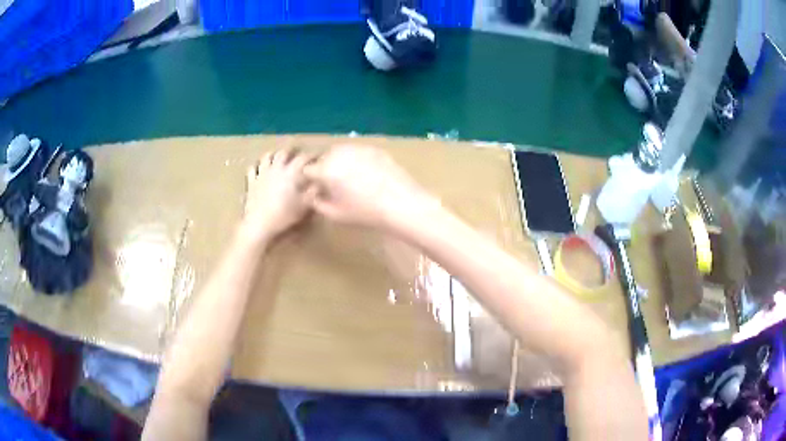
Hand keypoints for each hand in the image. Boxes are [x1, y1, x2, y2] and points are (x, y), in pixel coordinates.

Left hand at [239, 148, 314, 241]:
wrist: (259, 223)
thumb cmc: (284, 214)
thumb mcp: (305, 205)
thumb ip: (313, 191)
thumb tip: (319, 182)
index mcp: (291, 172)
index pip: (304, 158)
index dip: (312, 155)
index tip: (318, 157)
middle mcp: (276, 168)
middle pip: (284, 153)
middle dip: (292, 151)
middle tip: (297, 153)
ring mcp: (262, 174)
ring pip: (267, 157)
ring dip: (273, 155)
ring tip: (277, 157)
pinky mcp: (251, 182)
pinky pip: (252, 169)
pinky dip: (257, 166)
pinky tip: (259, 169)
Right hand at [303, 145, 435, 228]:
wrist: (401, 203)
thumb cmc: (365, 213)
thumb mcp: (334, 214)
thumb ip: (316, 202)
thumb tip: (313, 193)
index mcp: (325, 169)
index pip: (307, 169)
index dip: (309, 179)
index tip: (315, 188)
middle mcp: (339, 153)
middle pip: (323, 157)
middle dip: (324, 168)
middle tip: (332, 184)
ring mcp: (358, 148)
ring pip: (340, 151)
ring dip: (339, 161)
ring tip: (349, 177)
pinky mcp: (374, 148)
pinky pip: (358, 151)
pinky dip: (356, 159)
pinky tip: (366, 173)